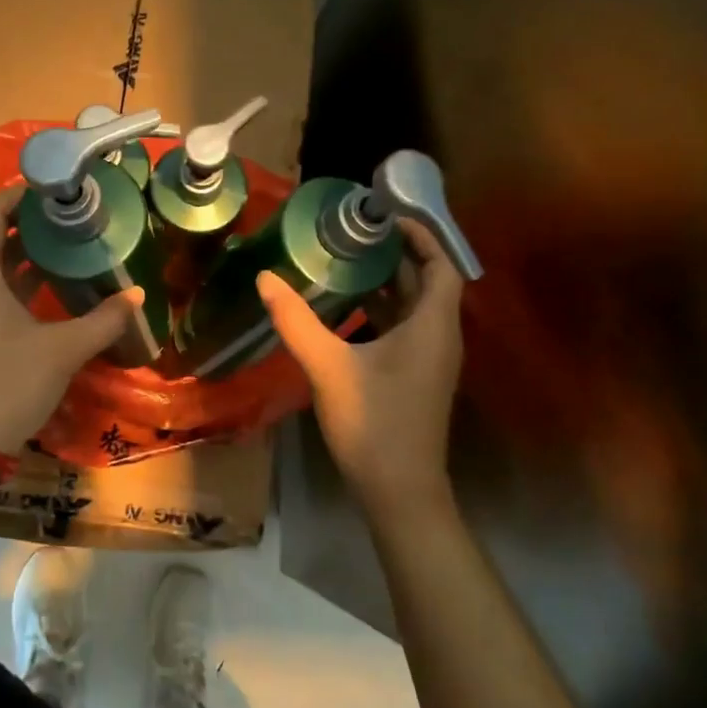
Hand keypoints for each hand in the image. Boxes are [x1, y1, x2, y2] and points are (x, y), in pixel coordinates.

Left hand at [0, 185, 144, 452]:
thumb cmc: (10, 384)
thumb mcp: (64, 349)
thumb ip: (104, 319)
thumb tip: (137, 297)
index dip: (18, 196)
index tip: (54, 189)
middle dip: (25, 220)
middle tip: (66, 212)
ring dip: (19, 248)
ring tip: (63, 238)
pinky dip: (12, 275)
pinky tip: (46, 280)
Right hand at [257, 219, 464, 515]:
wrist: (400, 490)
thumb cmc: (373, 423)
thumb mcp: (328, 366)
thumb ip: (296, 320)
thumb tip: (265, 277)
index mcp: (431, 326)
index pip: (441, 265)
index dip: (420, 236)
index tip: (386, 217)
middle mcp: (439, 337)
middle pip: (427, 283)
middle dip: (396, 255)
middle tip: (355, 233)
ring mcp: (429, 360)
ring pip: (414, 308)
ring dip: (387, 283)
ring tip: (346, 260)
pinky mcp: (415, 377)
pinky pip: (404, 329)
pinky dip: (381, 310)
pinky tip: (346, 309)